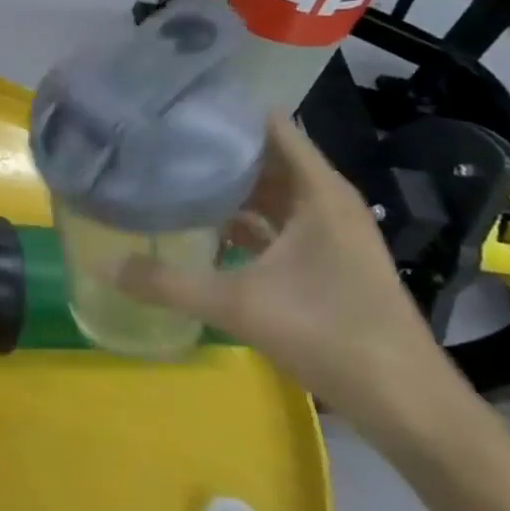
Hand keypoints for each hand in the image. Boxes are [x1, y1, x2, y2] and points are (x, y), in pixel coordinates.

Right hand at [119, 113, 472, 451]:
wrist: (407, 403)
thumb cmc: (329, 335)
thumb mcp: (237, 305)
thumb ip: (166, 282)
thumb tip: (101, 264)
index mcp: (317, 192)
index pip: (271, 125)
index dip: (226, 112)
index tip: (176, 107)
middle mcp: (325, 201)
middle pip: (266, 156)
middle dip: (216, 148)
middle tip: (158, 139)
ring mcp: (329, 232)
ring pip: (271, 192)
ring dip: (228, 186)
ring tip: (170, 174)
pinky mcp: (326, 260)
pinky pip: (277, 222)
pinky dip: (243, 219)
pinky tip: (202, 229)